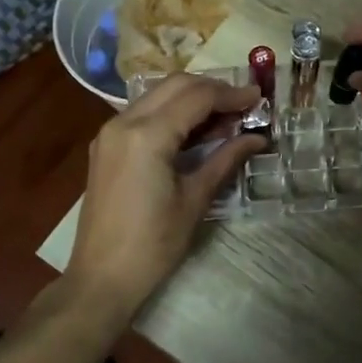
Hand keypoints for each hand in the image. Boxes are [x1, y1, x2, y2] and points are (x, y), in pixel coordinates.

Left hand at [66, 75, 263, 320]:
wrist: (101, 278)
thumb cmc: (153, 244)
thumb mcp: (195, 200)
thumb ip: (226, 160)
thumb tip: (257, 138)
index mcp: (147, 135)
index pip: (197, 97)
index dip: (231, 94)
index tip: (259, 98)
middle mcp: (124, 121)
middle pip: (176, 85)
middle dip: (212, 89)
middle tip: (244, 105)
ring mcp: (110, 131)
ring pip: (158, 94)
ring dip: (192, 97)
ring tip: (226, 116)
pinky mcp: (106, 144)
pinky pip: (144, 112)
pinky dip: (172, 111)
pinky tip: (195, 130)